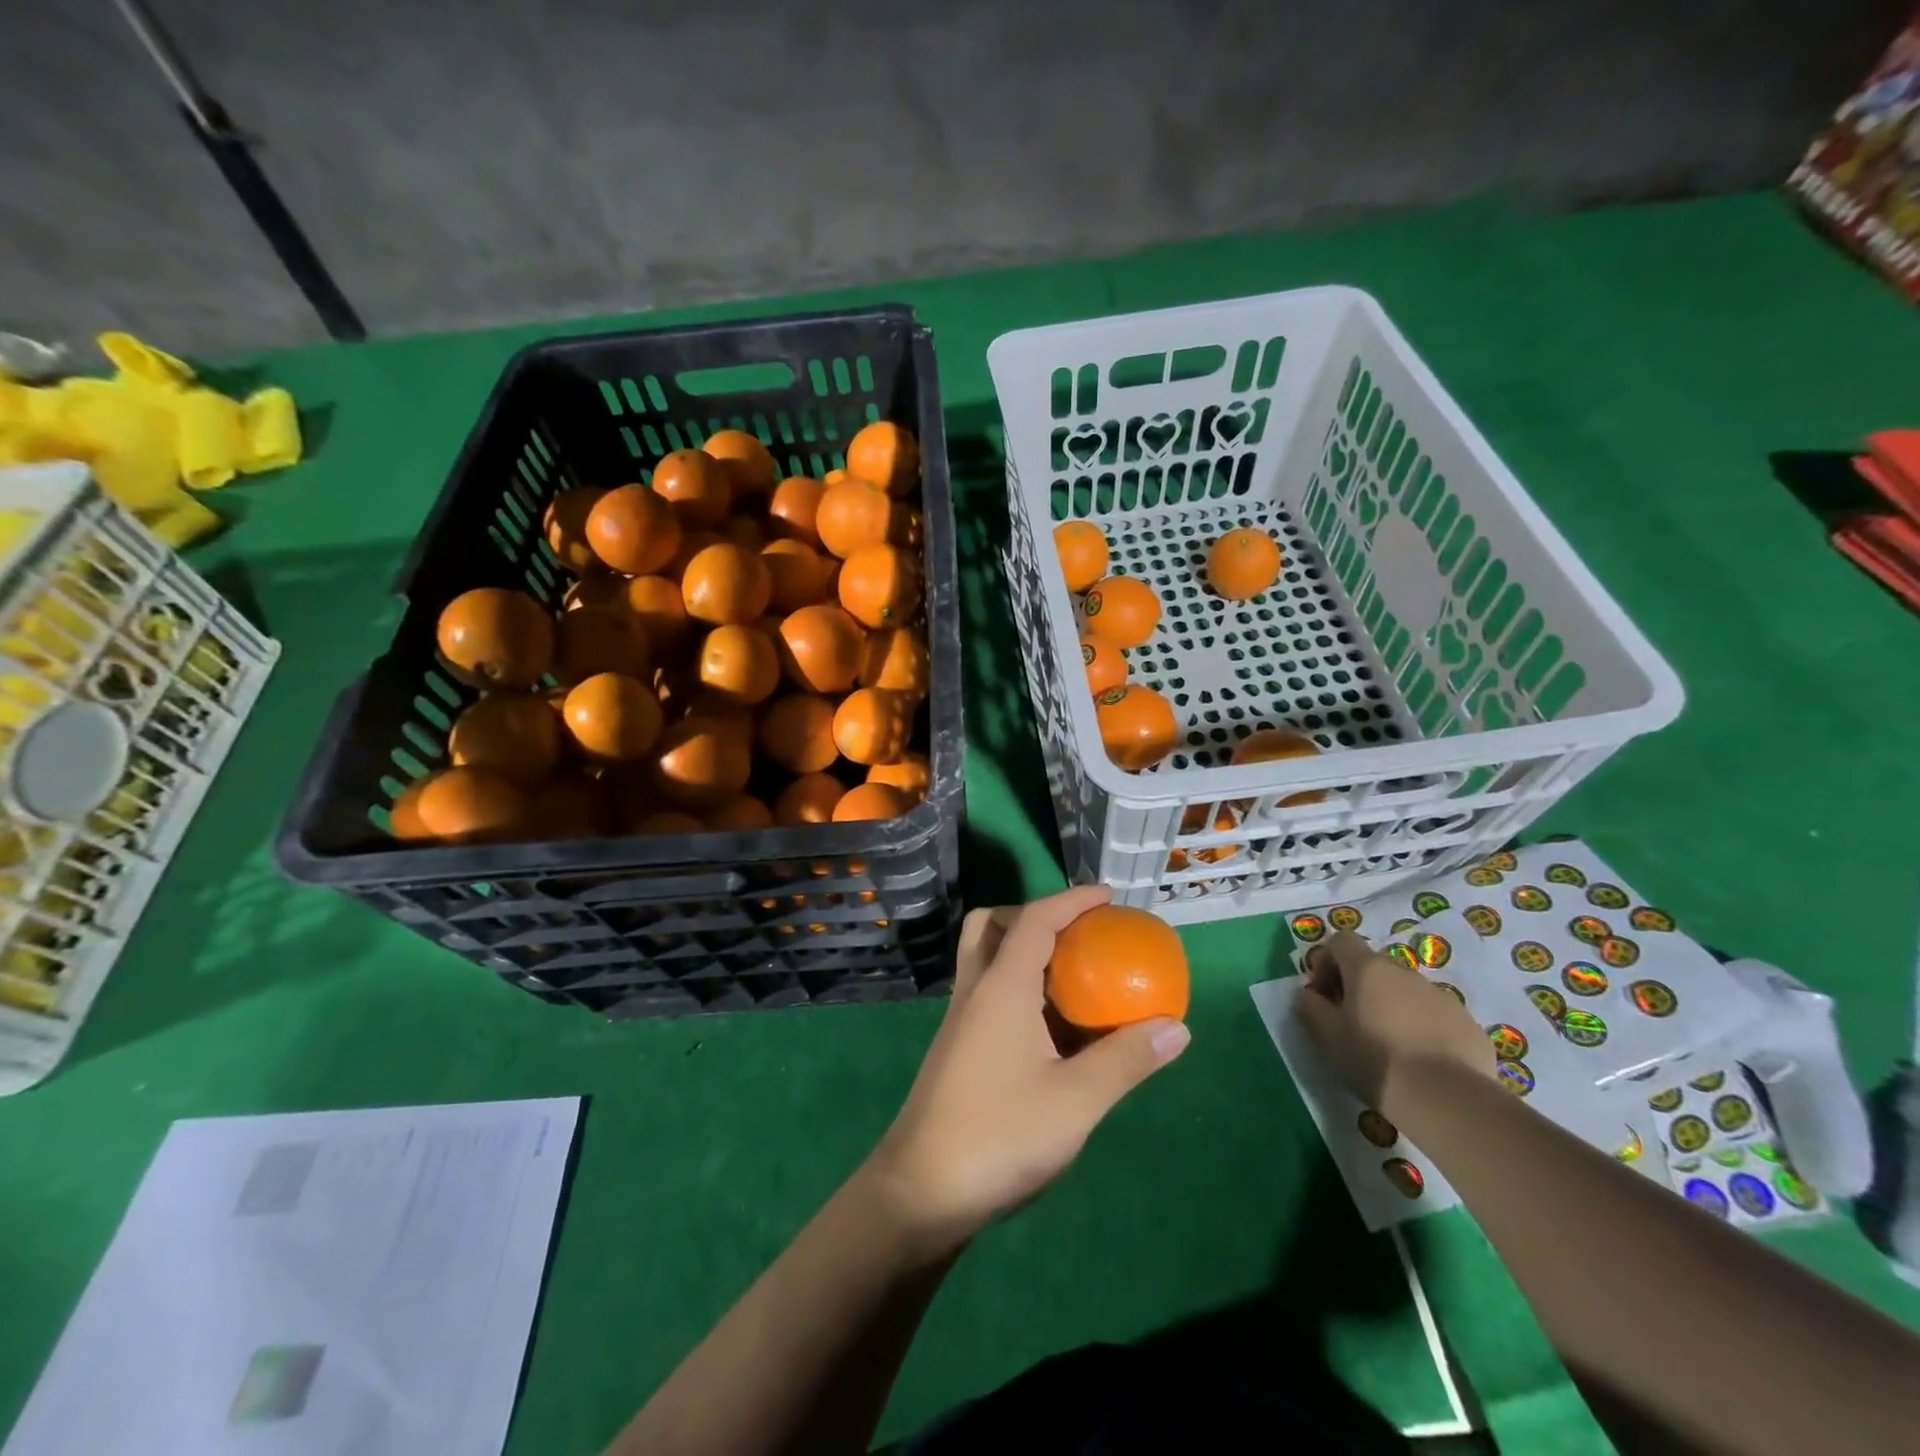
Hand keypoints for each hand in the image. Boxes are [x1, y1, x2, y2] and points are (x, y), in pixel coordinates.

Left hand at [863, 885, 1190, 1246]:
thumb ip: (1127, 1059)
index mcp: (1001, 987)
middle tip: (1076, 936)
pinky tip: (1049, 1029)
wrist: (922, 1191)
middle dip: (1034, 916)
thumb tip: (1177, 1027)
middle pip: (993, 926)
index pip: (1035, 920)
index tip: (1107, 896)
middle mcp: (975, 991)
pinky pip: (987, 993)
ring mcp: (960, 1020)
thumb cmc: (1000, 1136)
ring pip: (984, 959)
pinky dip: (1017, 987)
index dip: (1072, 900)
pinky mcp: (957, 1048)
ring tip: (1070, 978)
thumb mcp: (1077, 1101)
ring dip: (1023, 951)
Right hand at [1294, 929, 1492, 1122]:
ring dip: (1391, 1009)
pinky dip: (1422, 1030)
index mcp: (1369, 969)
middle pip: (1374, 968)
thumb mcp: (1326, 1036)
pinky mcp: (1468, 1025)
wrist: (1448, 1100)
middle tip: (1351, 1024)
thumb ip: (1310, 1007)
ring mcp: (1442, 997)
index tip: (1322, 996)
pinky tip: (1420, 1063)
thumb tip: (1308, 995)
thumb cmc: (1375, 1059)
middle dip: (1358, 989)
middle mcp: (1406, 973)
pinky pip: (1436, 1017)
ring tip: (1389, 1048)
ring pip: (1406, 993)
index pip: (1341, 941)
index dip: (1326, 962)